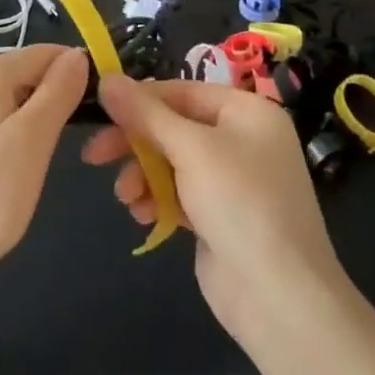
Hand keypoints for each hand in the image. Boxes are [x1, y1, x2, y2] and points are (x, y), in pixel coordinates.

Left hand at [0, 44, 87, 299]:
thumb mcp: (35, 139)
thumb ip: (58, 91)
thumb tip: (76, 55)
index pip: (44, 54)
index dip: (75, 72)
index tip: (99, 105)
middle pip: (20, 74)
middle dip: (51, 95)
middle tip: (74, 138)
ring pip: (1, 100)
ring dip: (28, 117)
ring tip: (42, 156)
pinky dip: (3, 134)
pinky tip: (7, 167)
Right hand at [83, 76, 345, 342]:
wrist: (280, 296)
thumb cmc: (240, 203)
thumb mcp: (190, 148)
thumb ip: (145, 113)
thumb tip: (106, 79)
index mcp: (247, 112)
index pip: (181, 91)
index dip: (139, 100)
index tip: (99, 112)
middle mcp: (242, 139)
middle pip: (172, 127)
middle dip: (134, 143)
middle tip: (94, 156)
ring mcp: (232, 180)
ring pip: (170, 162)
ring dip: (141, 175)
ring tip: (126, 198)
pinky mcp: (220, 215)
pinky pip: (178, 193)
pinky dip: (157, 199)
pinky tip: (144, 215)